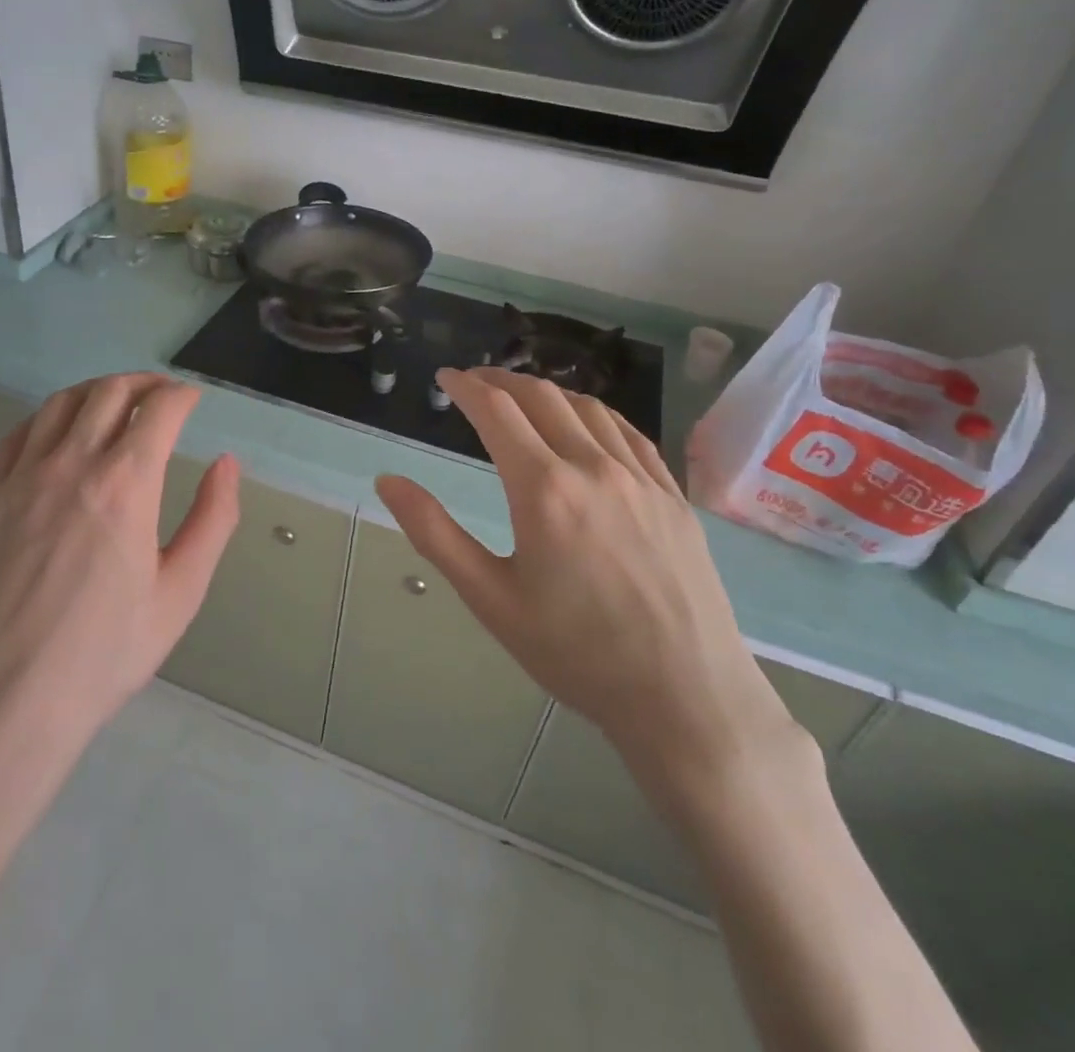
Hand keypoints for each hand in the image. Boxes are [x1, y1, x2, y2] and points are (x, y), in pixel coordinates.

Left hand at [0, 373, 240, 755]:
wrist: (4, 700)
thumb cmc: (104, 653)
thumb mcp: (180, 593)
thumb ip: (213, 520)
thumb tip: (227, 465)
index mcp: (125, 485)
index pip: (159, 409)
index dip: (182, 396)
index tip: (194, 401)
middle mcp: (72, 465)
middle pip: (110, 392)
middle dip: (145, 383)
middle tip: (164, 396)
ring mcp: (23, 478)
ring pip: (62, 402)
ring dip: (98, 390)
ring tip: (118, 402)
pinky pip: (21, 433)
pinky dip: (50, 416)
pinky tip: (62, 433)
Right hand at [375, 367, 796, 798]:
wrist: (687, 699)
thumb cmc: (576, 653)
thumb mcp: (490, 598)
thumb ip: (434, 533)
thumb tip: (387, 481)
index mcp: (543, 489)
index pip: (496, 410)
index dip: (466, 386)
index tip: (446, 376)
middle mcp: (593, 467)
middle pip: (541, 397)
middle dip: (502, 380)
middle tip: (476, 381)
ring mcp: (641, 478)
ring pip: (588, 407)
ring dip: (547, 391)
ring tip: (523, 395)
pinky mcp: (673, 496)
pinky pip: (630, 433)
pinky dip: (595, 413)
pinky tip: (587, 422)